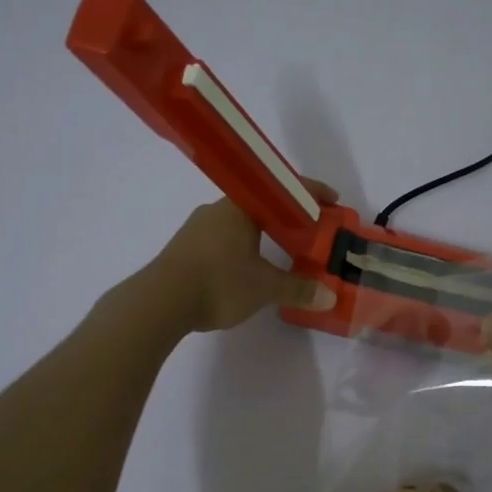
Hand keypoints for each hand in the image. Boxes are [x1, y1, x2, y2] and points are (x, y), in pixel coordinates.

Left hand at [142, 184, 339, 333]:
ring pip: (239, 223)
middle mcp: (217, 209)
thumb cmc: (218, 283)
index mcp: (240, 207)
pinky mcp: (184, 249)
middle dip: (286, 216)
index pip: (282, 189)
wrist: (159, 302)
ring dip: (262, 233)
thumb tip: (329, 296)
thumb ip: (297, 289)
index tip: (333, 201)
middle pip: (260, 204)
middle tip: (309, 231)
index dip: (311, 193)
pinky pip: (222, 240)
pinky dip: (242, 247)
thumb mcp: (264, 288)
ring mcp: (197, 228)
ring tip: (282, 251)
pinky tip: (248, 268)